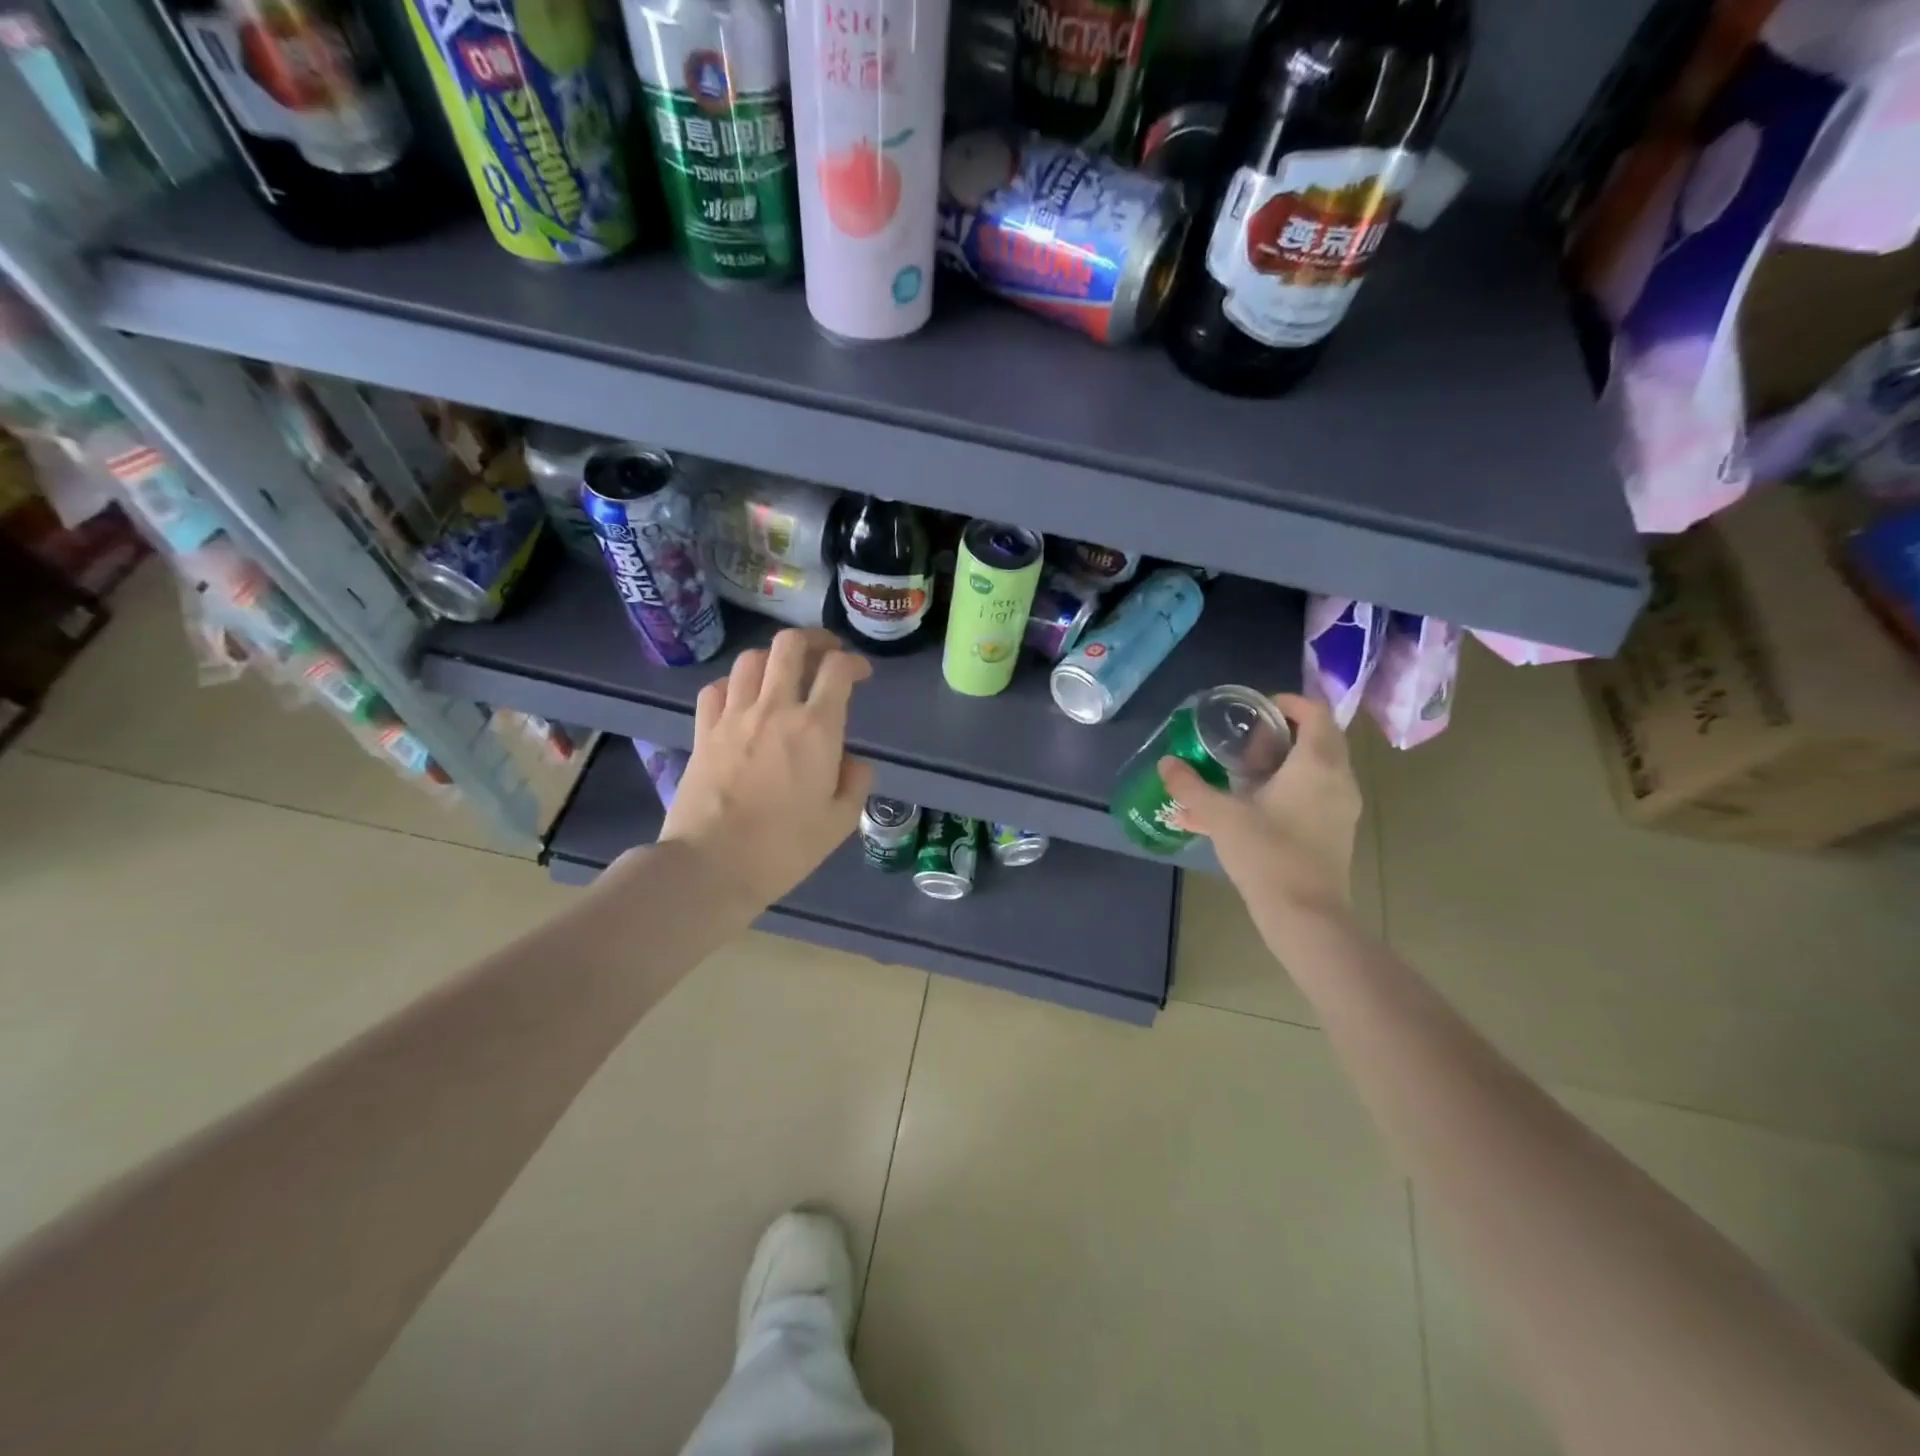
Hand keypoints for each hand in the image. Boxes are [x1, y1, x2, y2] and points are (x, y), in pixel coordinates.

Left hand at [660, 628, 874, 907]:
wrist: (712, 865)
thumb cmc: (784, 848)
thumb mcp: (840, 822)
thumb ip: (856, 782)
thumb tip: (852, 760)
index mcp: (816, 729)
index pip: (837, 670)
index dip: (854, 662)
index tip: (860, 673)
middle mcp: (775, 709)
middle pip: (789, 645)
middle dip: (813, 639)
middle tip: (825, 653)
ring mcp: (734, 716)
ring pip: (750, 659)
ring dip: (772, 658)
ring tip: (783, 674)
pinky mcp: (704, 731)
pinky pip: (716, 688)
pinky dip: (733, 684)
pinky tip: (741, 698)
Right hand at [1158, 692, 1360, 919]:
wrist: (1304, 915)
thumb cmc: (1267, 853)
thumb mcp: (1221, 816)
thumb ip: (1191, 787)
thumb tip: (1166, 764)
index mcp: (1317, 763)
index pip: (1316, 712)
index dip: (1290, 703)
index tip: (1258, 709)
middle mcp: (1338, 779)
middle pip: (1318, 739)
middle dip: (1282, 735)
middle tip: (1245, 743)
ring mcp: (1340, 808)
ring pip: (1316, 770)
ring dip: (1283, 765)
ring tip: (1243, 775)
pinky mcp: (1335, 832)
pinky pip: (1314, 796)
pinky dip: (1287, 791)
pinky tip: (1249, 810)